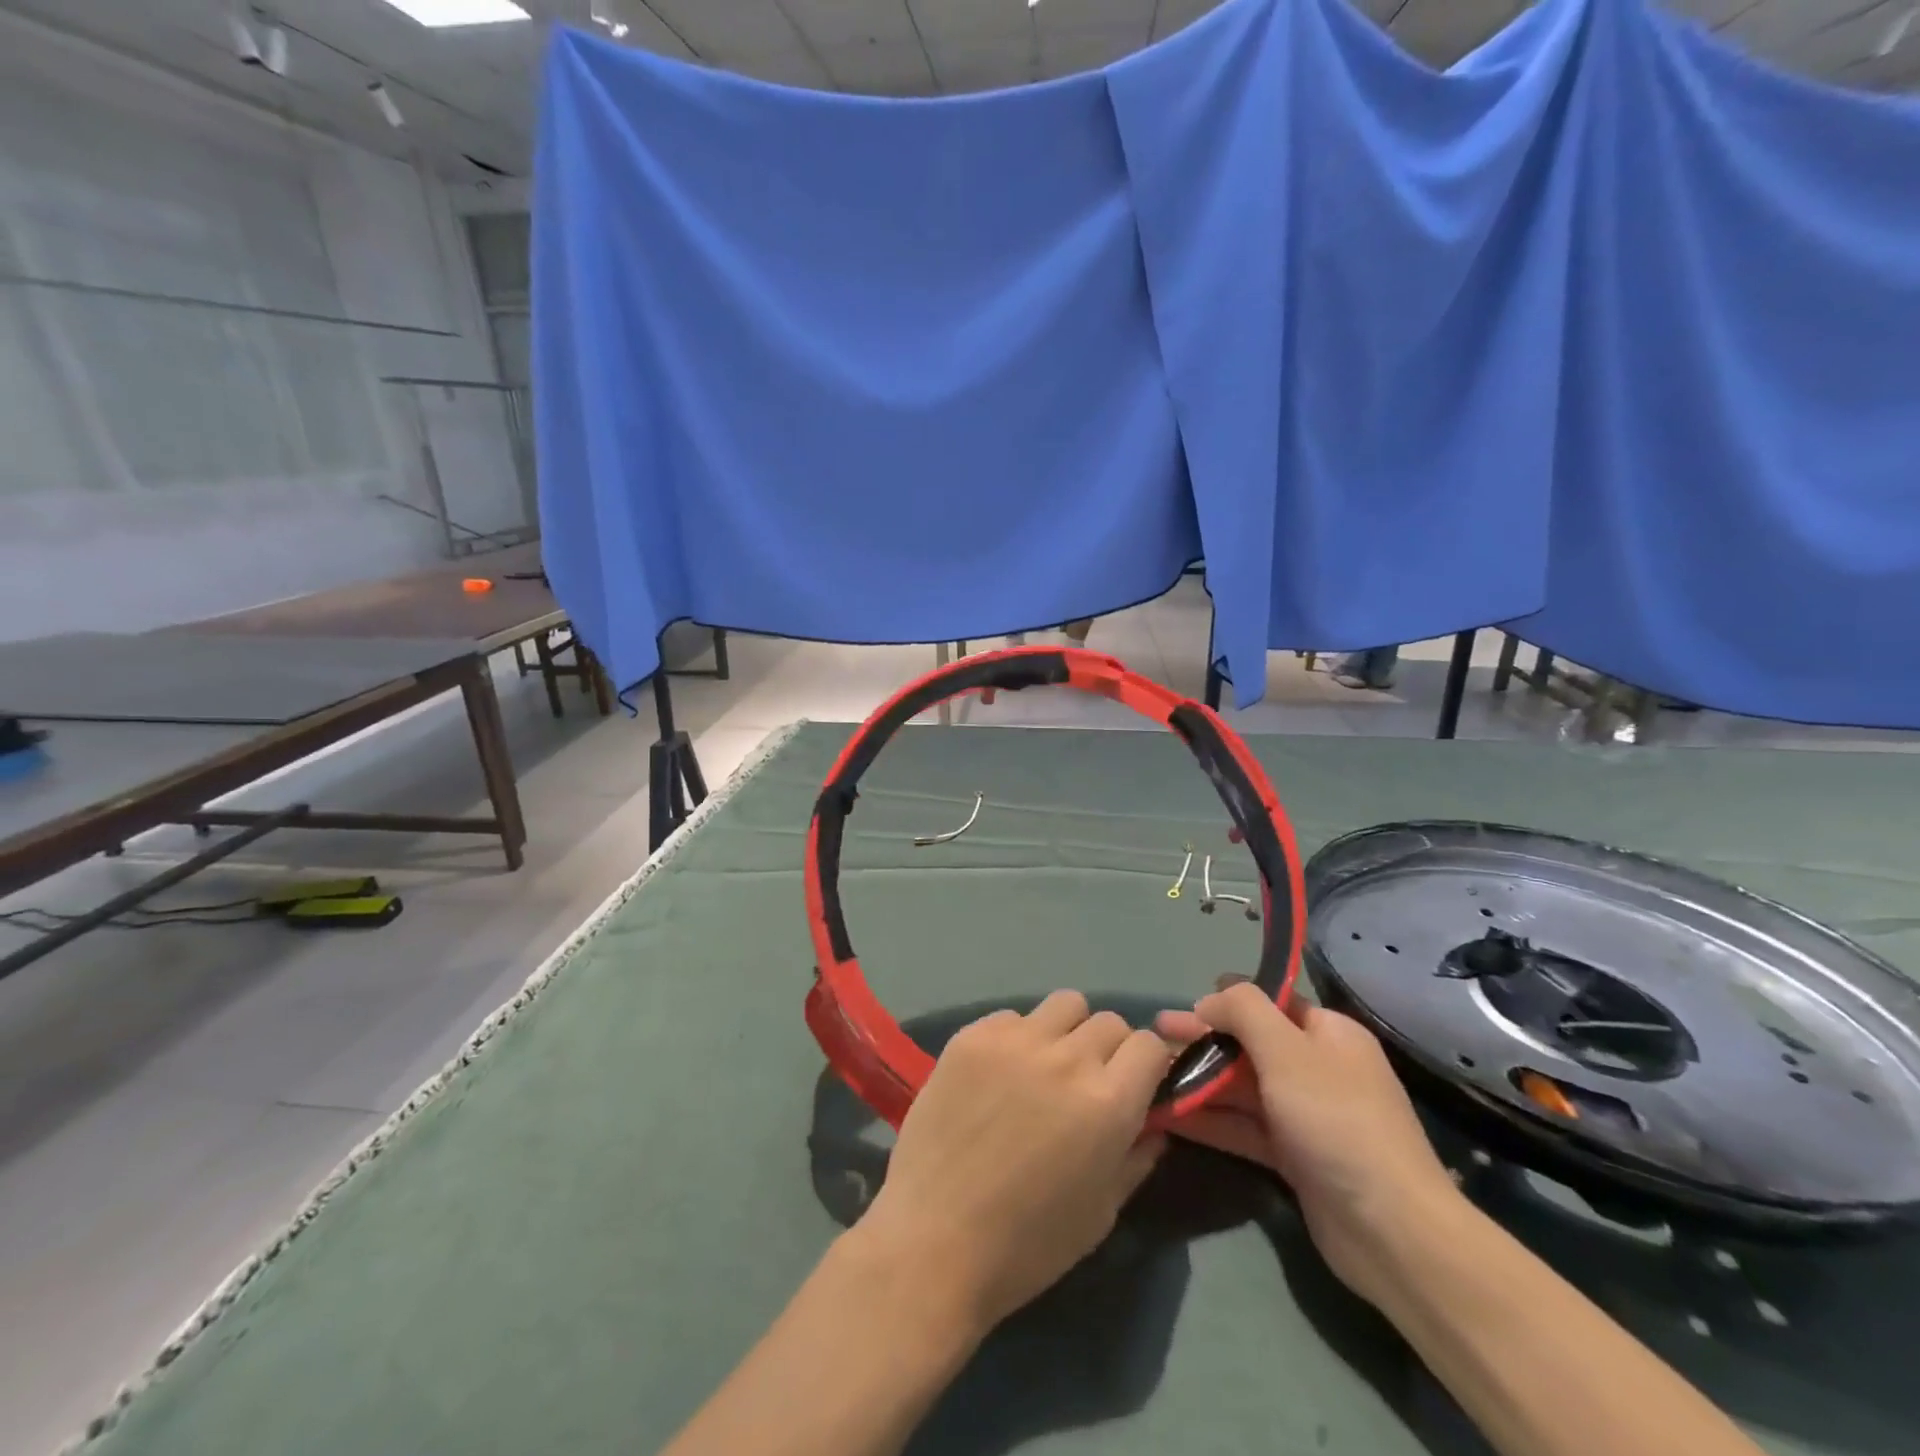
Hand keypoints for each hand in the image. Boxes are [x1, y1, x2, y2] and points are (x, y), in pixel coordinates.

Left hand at [856, 991, 1171, 1332]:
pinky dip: (1016, 1038)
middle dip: (1109, 1048)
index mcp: (1108, 1101)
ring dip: (1066, 1031)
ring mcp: (1015, 1040)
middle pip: (1108, 1020)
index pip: (1149, 1045)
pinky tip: (997, 1076)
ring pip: (1062, 1005)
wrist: (934, 1240)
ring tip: (1044, 1067)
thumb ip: (1135, 1158)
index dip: (1148, 1064)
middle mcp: (1067, 1057)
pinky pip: (1011, 1018)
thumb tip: (1153, 1125)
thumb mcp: (1101, 1213)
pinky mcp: (972, 1035)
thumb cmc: (1028, 1243)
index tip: (1136, 1085)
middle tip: (1086, 1082)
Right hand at [1157, 981, 1461, 1308]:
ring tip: (1149, 1075)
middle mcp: (1317, 1069)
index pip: (1270, 1003)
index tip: (1184, 1007)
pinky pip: (1243, 1126)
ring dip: (1199, 1079)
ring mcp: (1305, 1115)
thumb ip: (1244, 1010)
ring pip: (1241, 1087)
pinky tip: (1168, 1114)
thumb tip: (1210, 998)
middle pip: (1249, 1044)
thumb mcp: (1286, 1050)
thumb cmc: (1336, 1120)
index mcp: (1328, 1034)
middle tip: (1153, 1035)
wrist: (1390, 1231)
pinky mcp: (1293, 1157)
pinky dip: (1209, 1119)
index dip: (1226, 1001)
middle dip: (1202, 1039)